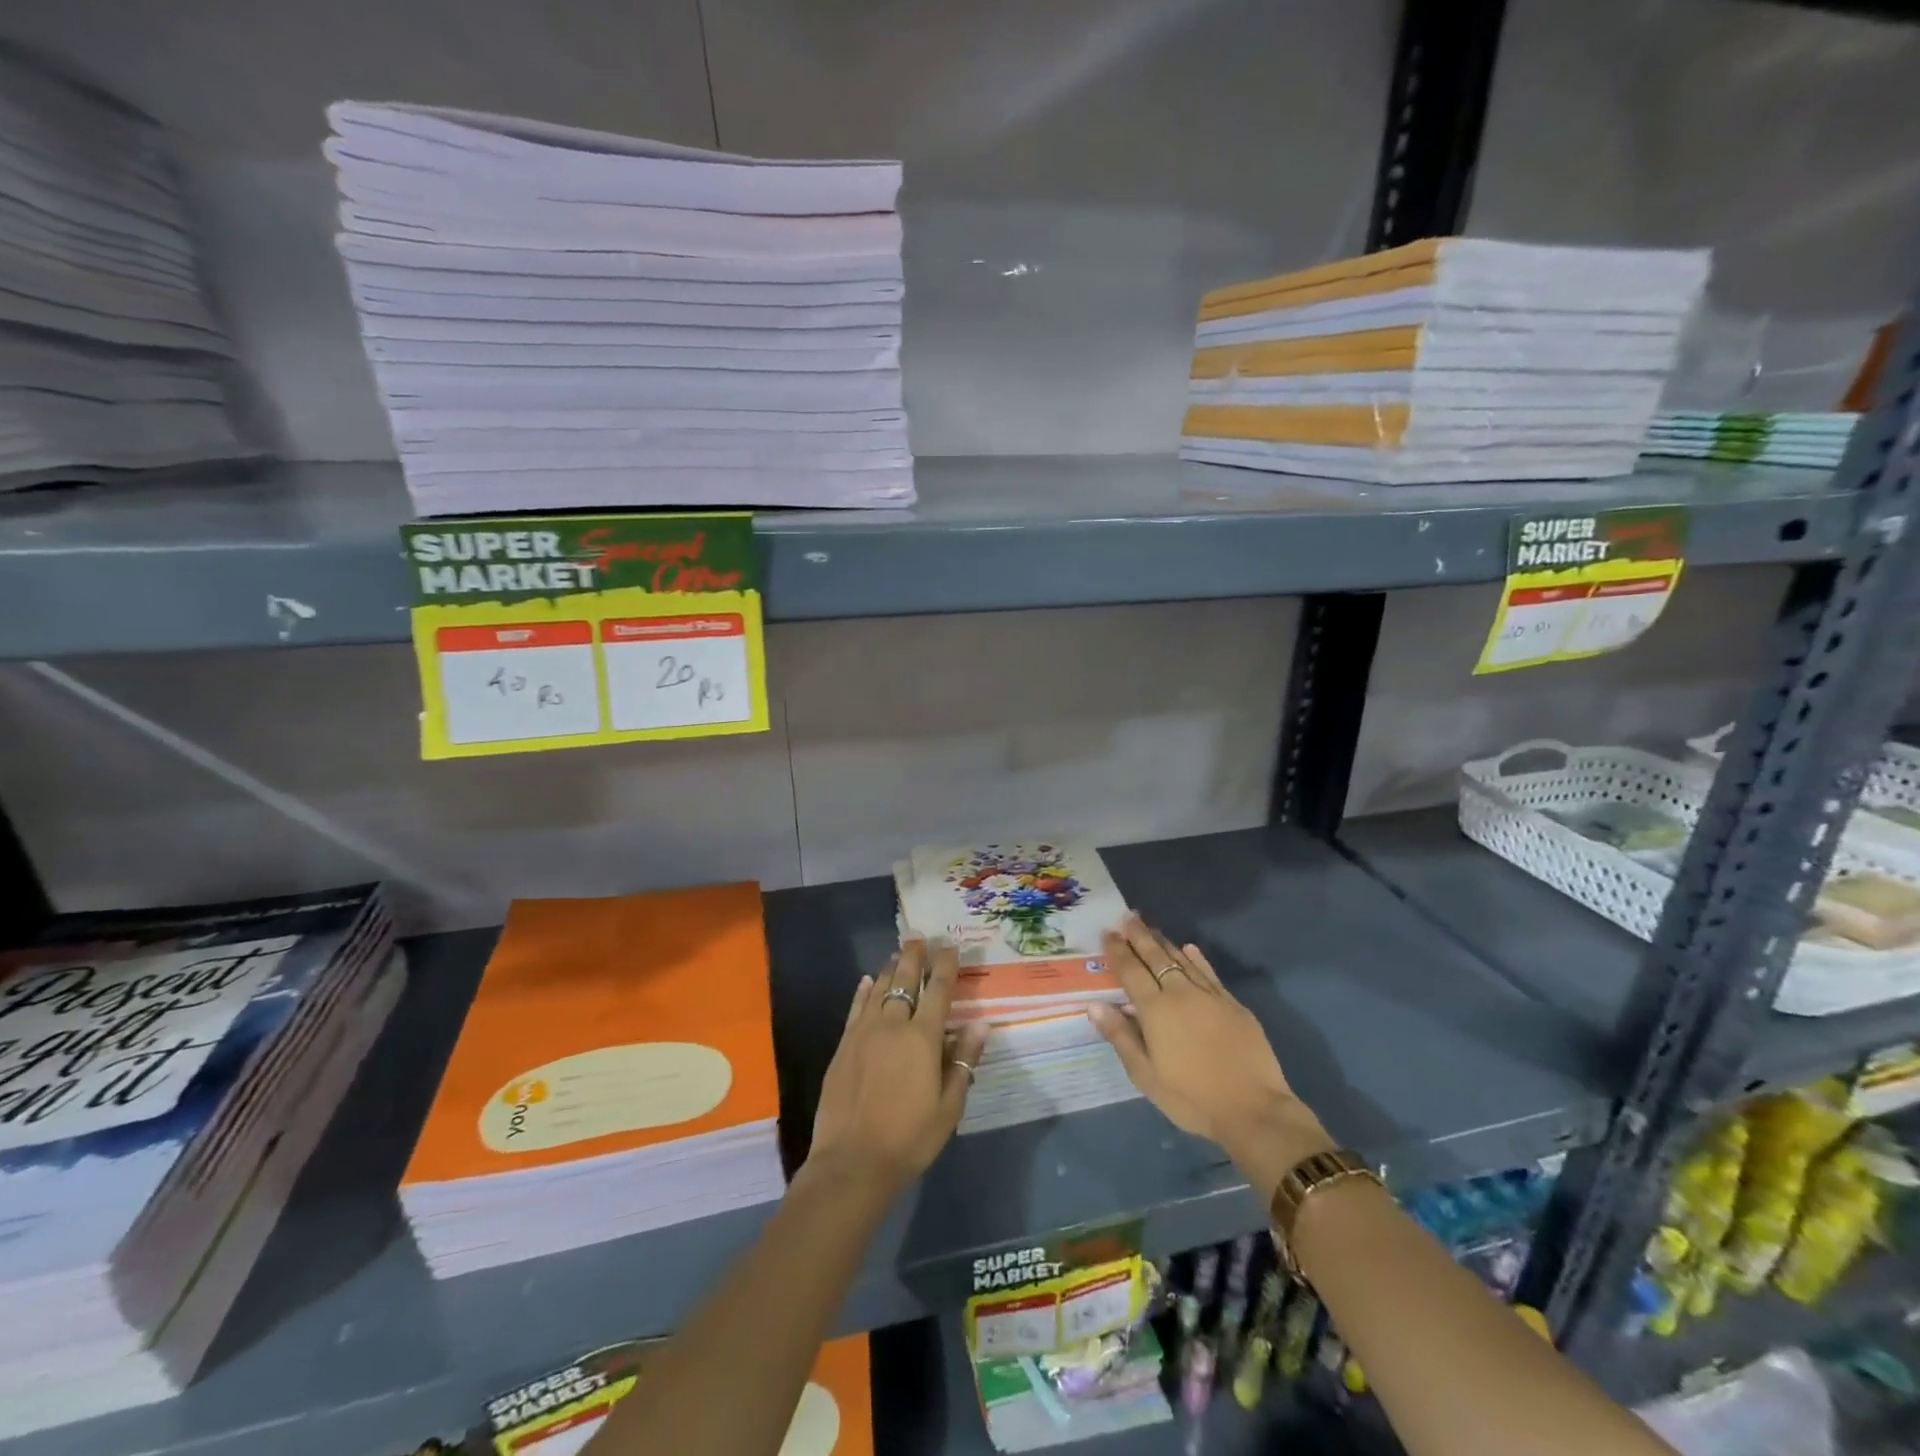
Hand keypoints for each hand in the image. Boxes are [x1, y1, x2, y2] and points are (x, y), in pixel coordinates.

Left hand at [807, 939, 989, 1194]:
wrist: (852, 1162)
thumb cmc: (910, 1138)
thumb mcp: (949, 1106)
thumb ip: (963, 1061)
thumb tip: (980, 1024)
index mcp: (922, 1038)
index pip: (938, 991)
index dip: (945, 966)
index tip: (950, 946)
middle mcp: (892, 1026)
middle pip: (904, 981)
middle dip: (914, 957)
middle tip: (919, 937)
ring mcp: (864, 1034)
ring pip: (879, 990)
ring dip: (890, 969)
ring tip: (897, 954)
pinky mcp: (843, 1047)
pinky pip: (856, 1009)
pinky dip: (863, 992)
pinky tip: (867, 981)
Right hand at [1088, 915, 1332, 1203]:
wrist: (1254, 1110)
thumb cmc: (1191, 1098)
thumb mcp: (1146, 1075)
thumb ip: (1120, 1036)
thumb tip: (1094, 1004)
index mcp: (1155, 1009)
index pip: (1130, 971)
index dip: (1117, 950)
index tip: (1108, 932)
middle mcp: (1180, 993)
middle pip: (1155, 956)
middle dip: (1139, 935)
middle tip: (1128, 916)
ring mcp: (1210, 996)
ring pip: (1181, 959)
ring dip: (1164, 942)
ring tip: (1151, 927)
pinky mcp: (1233, 1004)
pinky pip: (1209, 972)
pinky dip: (1196, 958)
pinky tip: (1189, 949)